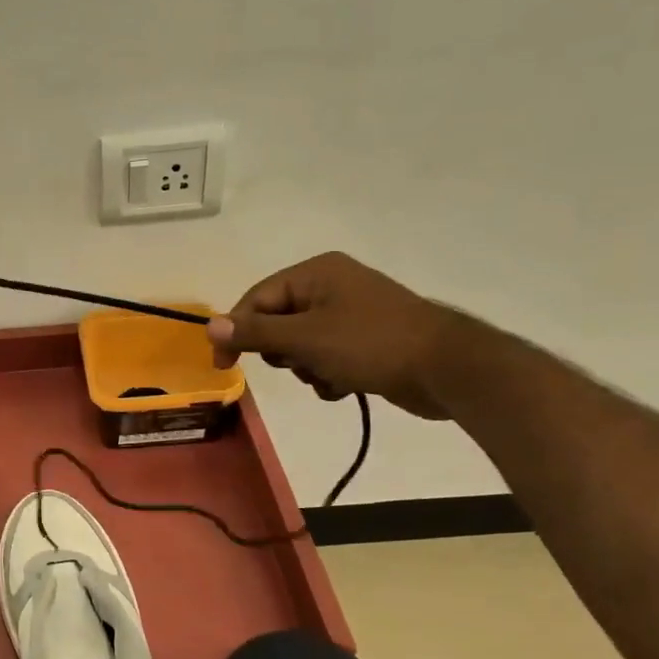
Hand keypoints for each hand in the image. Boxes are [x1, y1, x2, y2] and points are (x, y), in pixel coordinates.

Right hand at [205, 253, 460, 418]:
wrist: (448, 369)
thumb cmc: (371, 344)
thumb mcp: (305, 339)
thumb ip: (255, 332)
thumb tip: (209, 326)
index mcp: (316, 273)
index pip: (257, 298)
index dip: (237, 331)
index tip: (224, 366)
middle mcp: (332, 286)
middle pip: (278, 321)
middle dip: (282, 352)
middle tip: (298, 364)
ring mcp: (351, 313)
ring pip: (301, 345)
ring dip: (306, 368)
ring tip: (328, 378)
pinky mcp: (366, 340)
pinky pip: (326, 357)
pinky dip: (327, 374)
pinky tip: (344, 386)